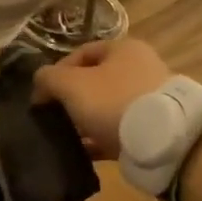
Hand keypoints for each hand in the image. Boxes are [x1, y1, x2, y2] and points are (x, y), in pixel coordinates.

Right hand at [31, 36, 171, 159]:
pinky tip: (83, 152)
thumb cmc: (113, 100)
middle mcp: (140, 68)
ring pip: (106, 108)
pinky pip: (118, 131)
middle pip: (94, 82)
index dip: (57, 71)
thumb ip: (48, 78)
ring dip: (85, 121)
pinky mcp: (153, 128)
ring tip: (65, 136)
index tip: (42, 94)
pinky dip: (100, 140)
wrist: (162, 140)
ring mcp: (149, 99)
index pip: (81, 53)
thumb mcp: (70, 84)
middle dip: (71, 99)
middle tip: (53, 116)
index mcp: (123, 48)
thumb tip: (40, 84)